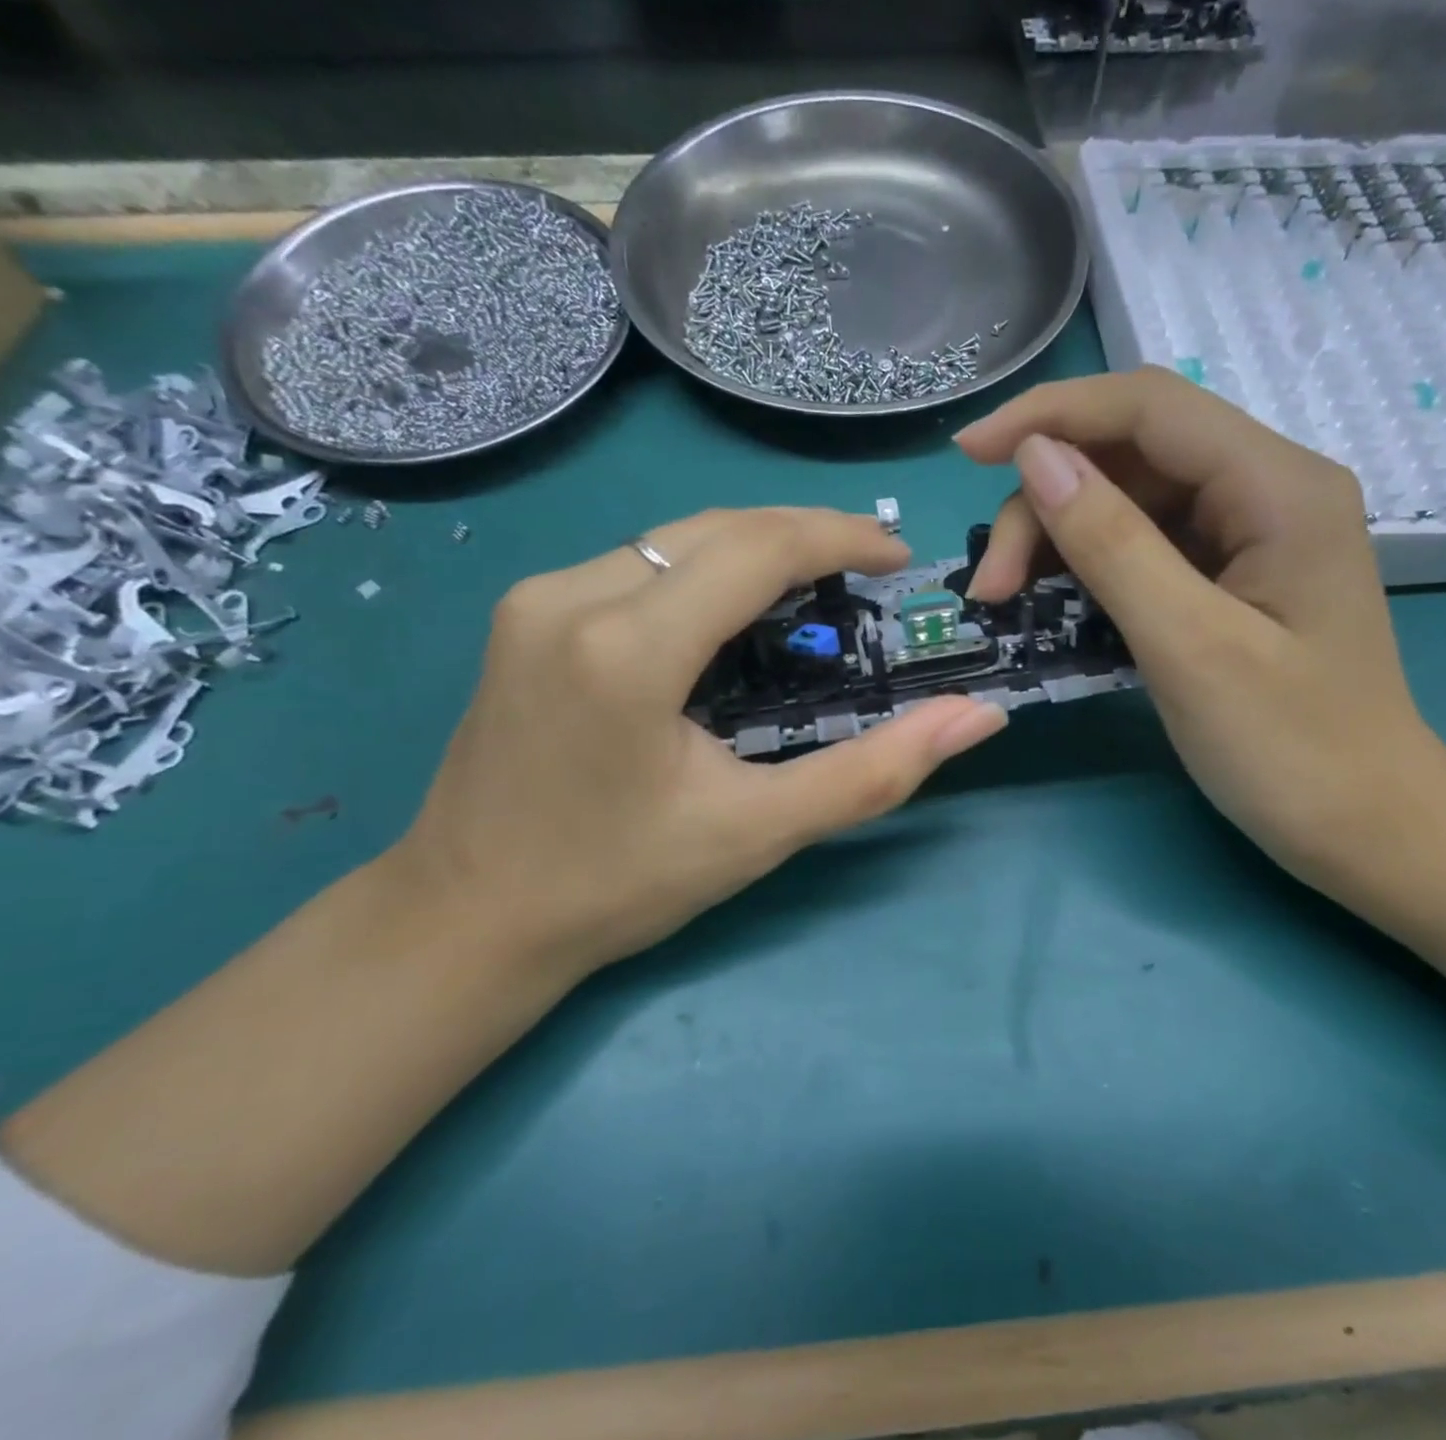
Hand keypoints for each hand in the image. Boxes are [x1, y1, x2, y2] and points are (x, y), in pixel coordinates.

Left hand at [393, 508, 1008, 975]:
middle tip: (869, 568)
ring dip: (755, 547)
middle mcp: (571, 596)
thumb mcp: (759, 832)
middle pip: (717, 527)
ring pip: (675, 536)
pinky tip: (735, 610)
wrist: (468, 919)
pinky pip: (638, 561)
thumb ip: (875, 772)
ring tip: (817, 585)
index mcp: (628, 649)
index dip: (840, 537)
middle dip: (805, 533)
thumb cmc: (618, 884)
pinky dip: (704, 568)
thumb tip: (977, 719)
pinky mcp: (525, 614)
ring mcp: (537, 598)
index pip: (756, 549)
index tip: (898, 556)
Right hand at [955, 367, 1445, 888]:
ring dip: (1060, 537)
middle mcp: (1268, 489)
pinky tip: (1056, 602)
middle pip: (1133, 454)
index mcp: (1278, 486)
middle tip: (993, 589)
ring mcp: (1251, 534)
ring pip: (1131, 499)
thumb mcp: (1189, 646)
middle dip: (1047, 502)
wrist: (1367, 828)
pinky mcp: (1233, 576)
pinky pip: (1147, 545)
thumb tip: (1036, 458)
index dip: (1050, 415)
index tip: (968, 454)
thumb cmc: (1290, 748)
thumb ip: (1112, 544)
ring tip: (1010, 600)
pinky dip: (1091, 566)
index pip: (1149, 407)